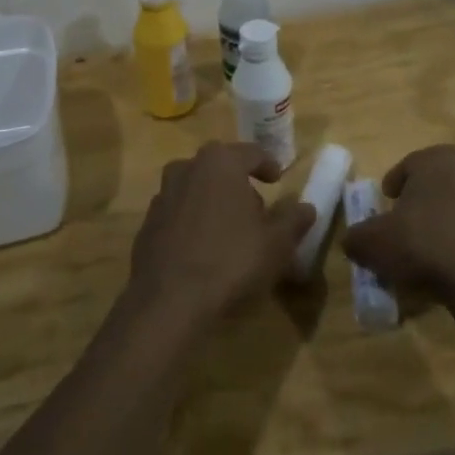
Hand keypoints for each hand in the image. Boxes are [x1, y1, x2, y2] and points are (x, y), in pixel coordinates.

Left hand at [126, 142, 313, 332]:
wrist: (168, 301)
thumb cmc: (231, 260)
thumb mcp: (276, 243)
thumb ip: (293, 220)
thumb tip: (306, 208)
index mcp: (220, 162)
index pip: (250, 153)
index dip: (267, 165)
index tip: (277, 180)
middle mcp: (187, 169)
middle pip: (219, 167)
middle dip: (238, 183)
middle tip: (256, 209)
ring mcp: (162, 196)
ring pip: (195, 189)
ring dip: (213, 201)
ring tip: (230, 229)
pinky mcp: (147, 225)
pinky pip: (178, 214)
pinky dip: (193, 222)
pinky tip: (204, 249)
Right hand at [342, 145, 454, 328]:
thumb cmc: (424, 245)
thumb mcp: (372, 243)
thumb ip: (356, 237)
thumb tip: (354, 241)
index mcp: (437, 160)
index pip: (408, 165)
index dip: (393, 185)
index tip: (384, 205)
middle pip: (434, 185)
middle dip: (417, 204)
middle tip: (400, 228)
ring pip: (454, 209)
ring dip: (438, 226)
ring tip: (419, 254)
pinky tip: (443, 270)